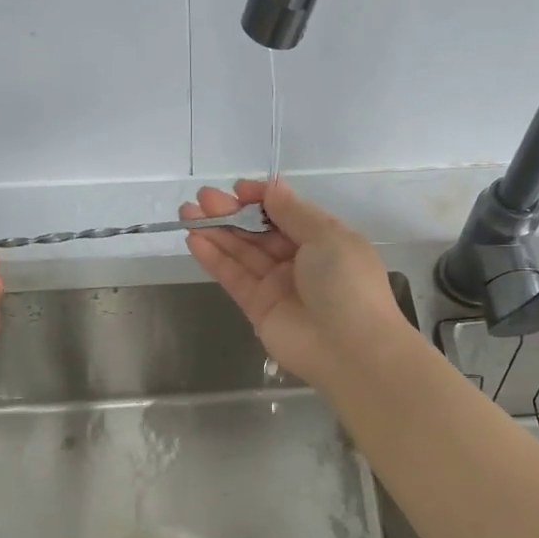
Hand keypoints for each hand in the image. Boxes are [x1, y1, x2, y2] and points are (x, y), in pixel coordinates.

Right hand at [182, 178, 407, 389]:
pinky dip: (214, 259)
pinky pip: (234, 278)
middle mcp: (300, 261)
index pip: (287, 213)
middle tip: (203, 197)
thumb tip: (272, 187)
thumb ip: (294, 213)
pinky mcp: (258, 309)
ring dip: (216, 232)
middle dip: (233, 213)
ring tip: (188, 211)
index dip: (262, 200)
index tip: (238, 189)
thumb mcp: (327, 237)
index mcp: (324, 240)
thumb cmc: (346, 284)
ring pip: (242, 253)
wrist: (351, 350)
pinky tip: (194, 239)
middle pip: (260, 232)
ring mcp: (278, 286)